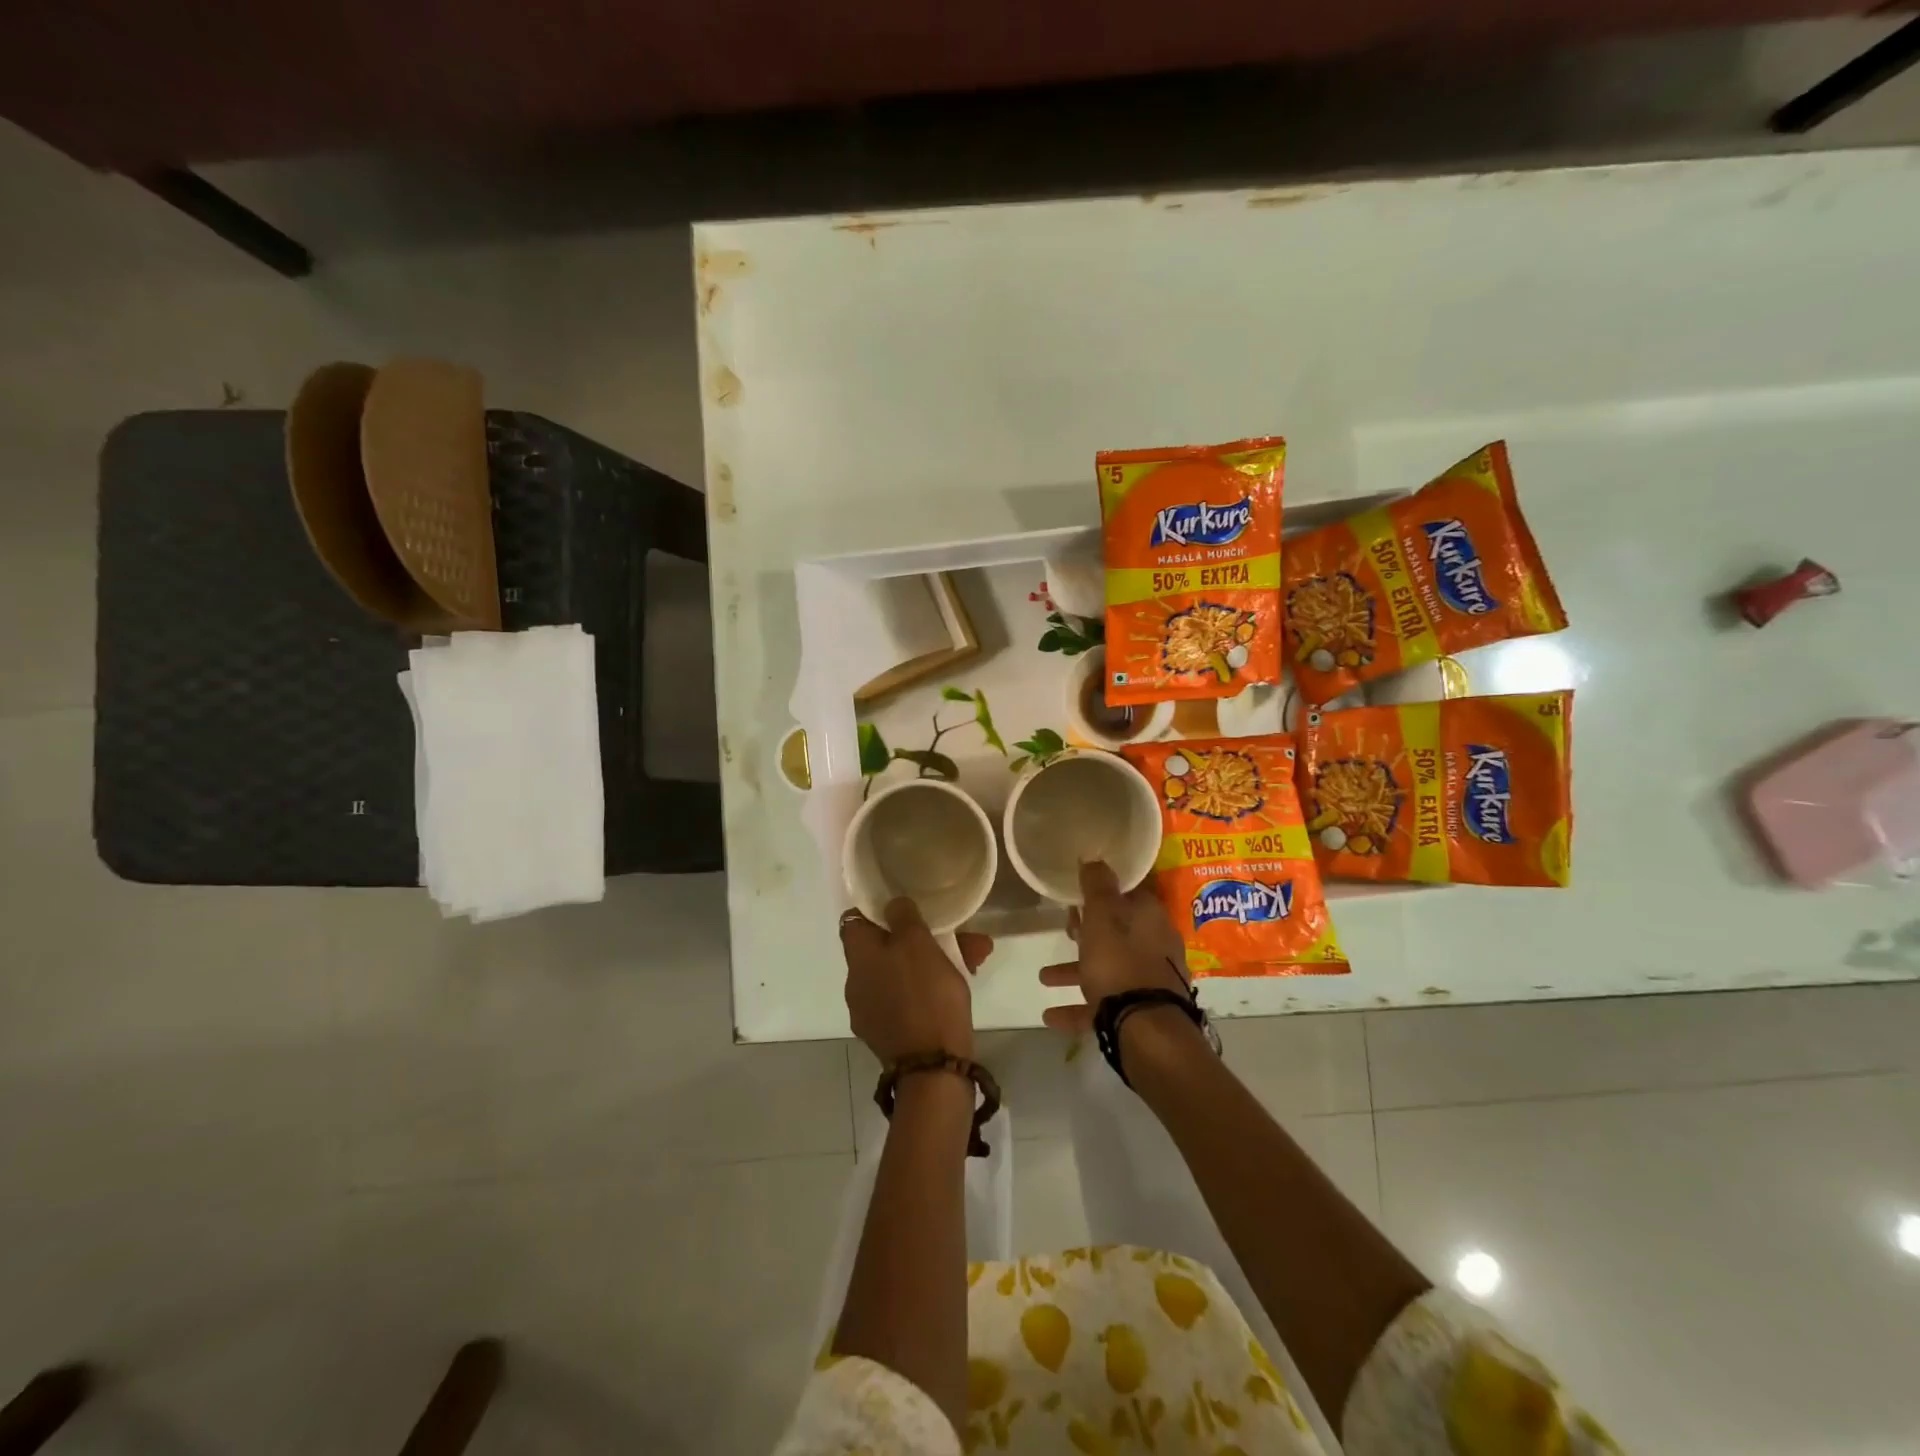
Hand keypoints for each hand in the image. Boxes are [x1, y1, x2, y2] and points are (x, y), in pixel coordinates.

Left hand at [841, 898, 990, 1062]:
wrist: (932, 1067)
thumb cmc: (924, 994)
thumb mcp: (917, 942)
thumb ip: (903, 916)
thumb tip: (892, 905)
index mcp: (858, 956)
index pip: (854, 920)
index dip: (877, 909)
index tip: (904, 906)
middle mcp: (856, 983)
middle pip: (884, 948)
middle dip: (918, 938)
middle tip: (954, 935)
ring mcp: (871, 1012)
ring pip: (902, 973)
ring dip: (932, 962)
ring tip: (974, 957)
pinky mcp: (889, 1034)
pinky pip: (908, 998)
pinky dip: (929, 988)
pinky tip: (961, 984)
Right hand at [1039, 861, 1191, 1034]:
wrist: (1147, 1028)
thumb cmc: (1119, 960)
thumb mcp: (1102, 913)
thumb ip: (1097, 884)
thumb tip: (1094, 859)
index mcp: (1149, 916)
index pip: (1127, 894)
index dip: (1100, 893)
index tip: (1076, 897)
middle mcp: (1154, 944)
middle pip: (1117, 931)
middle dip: (1087, 932)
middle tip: (1064, 932)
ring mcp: (1149, 980)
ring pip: (1107, 968)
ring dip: (1075, 971)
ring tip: (1043, 977)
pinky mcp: (1140, 1011)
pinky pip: (1103, 1004)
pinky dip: (1077, 1007)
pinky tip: (1051, 1016)